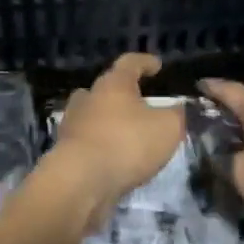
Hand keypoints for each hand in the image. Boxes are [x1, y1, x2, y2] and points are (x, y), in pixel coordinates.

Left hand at [49, 54, 184, 221]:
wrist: (81, 180)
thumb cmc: (127, 143)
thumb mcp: (167, 127)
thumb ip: (176, 114)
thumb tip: (177, 108)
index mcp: (113, 84)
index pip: (130, 62)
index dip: (145, 62)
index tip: (157, 66)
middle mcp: (88, 97)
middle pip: (107, 88)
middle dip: (123, 94)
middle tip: (141, 103)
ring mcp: (73, 123)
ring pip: (94, 114)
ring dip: (110, 119)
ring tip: (129, 131)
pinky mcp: (66, 149)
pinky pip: (88, 139)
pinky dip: (102, 143)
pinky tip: (115, 155)